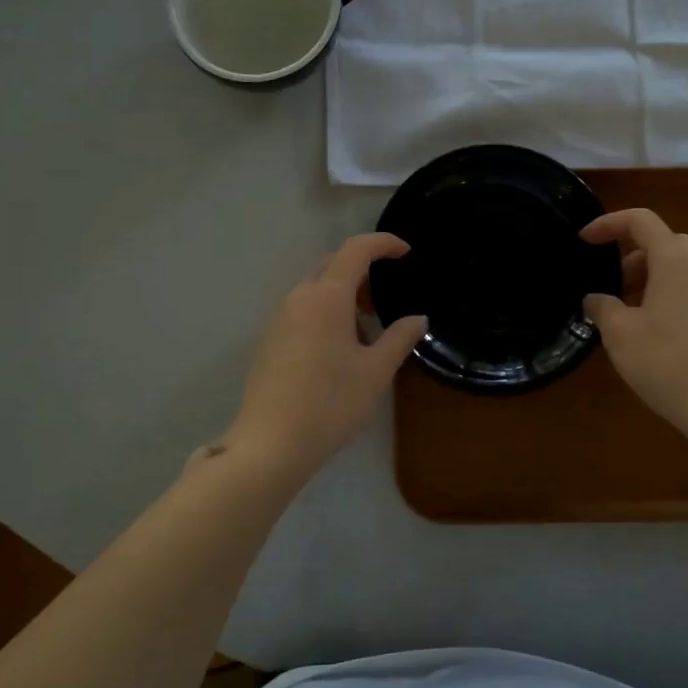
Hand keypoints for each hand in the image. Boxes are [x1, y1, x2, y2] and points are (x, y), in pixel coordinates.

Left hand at [219, 233, 426, 478]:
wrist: (270, 444)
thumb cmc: (330, 402)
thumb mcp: (376, 371)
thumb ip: (400, 338)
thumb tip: (418, 319)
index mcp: (327, 296)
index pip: (356, 250)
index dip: (383, 243)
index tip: (405, 252)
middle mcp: (298, 297)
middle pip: (332, 265)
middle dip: (362, 271)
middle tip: (384, 300)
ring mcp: (279, 318)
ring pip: (316, 289)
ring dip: (343, 296)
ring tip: (366, 332)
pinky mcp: (269, 340)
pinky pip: (302, 310)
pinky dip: (325, 313)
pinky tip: (338, 350)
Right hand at [581, 208, 687, 434]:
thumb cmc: (667, 362)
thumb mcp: (619, 333)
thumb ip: (602, 306)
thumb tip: (596, 299)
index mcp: (675, 262)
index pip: (641, 221)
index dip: (608, 224)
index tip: (584, 241)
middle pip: (664, 242)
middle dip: (632, 255)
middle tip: (611, 285)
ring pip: (680, 267)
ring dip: (650, 278)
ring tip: (626, 312)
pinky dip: (667, 295)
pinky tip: (651, 332)